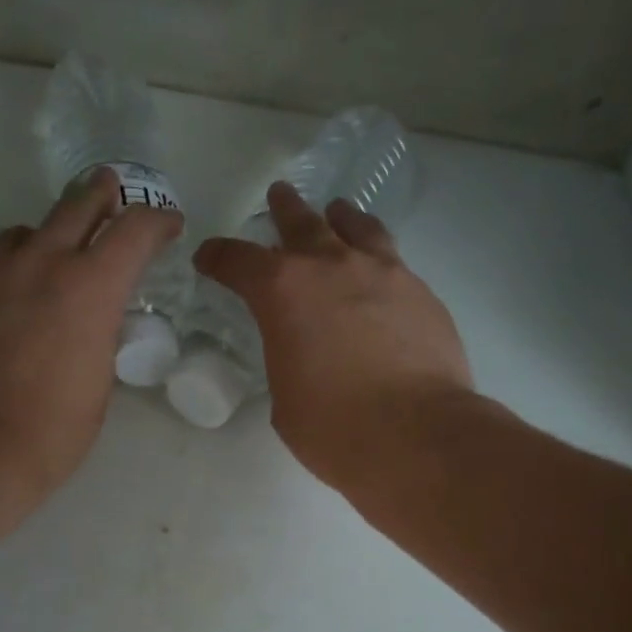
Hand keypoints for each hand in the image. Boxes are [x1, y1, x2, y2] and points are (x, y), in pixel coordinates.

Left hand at [0, 169, 181, 502]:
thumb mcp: (98, 385)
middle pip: (77, 203)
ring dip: (44, 239)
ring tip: (47, 262)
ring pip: (22, 233)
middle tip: (111, 192)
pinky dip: (1, 277)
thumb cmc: (50, 432)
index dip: (158, 222)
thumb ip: (99, 338)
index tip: (168, 226)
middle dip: (102, 194)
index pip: (135, 231)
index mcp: (90, 288)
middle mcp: (39, 264)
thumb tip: (90, 323)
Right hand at [194, 182, 472, 489]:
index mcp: (283, 292)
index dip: (218, 258)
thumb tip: (305, 353)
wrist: (417, 435)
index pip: (238, 261)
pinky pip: (393, 261)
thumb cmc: (335, 428)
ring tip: (337, 213)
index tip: (209, 258)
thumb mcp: (287, 400)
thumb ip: (288, 361)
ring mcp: (384, 274)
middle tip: (279, 196)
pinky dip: (377, 260)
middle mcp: (332, 267)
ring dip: (340, 218)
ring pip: (357, 228)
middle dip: (284, 211)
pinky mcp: (422, 293)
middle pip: (302, 224)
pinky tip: (380, 275)